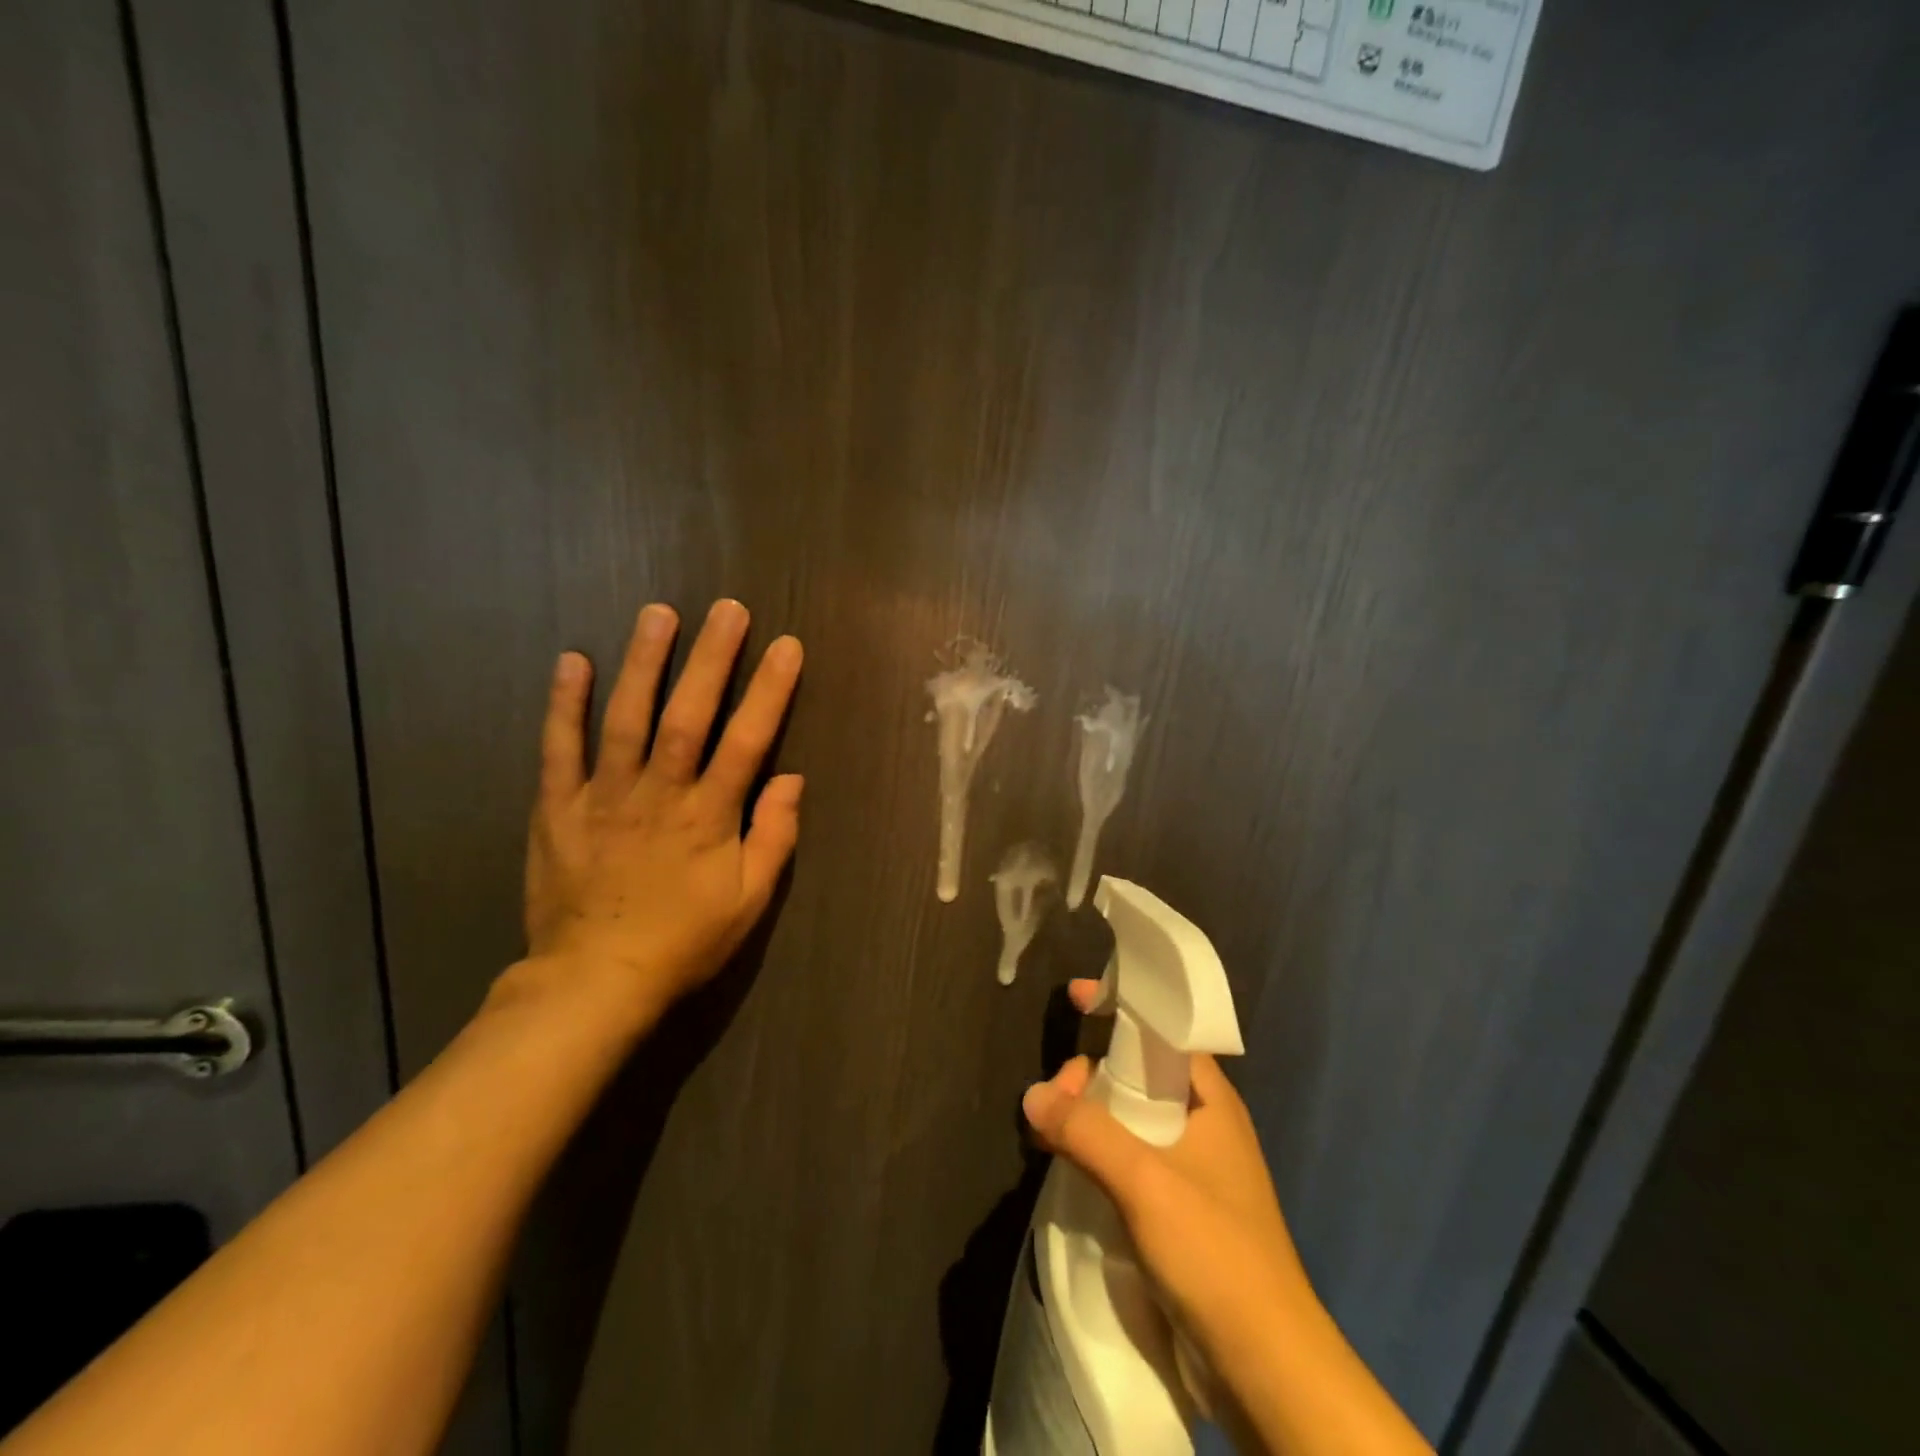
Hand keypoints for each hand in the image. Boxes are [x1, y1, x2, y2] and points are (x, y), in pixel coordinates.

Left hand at [519, 599, 803, 1026]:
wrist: (594, 981)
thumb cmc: (684, 942)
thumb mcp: (749, 902)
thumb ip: (774, 838)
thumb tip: (792, 779)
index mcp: (709, 817)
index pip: (747, 741)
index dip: (770, 691)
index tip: (787, 647)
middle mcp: (658, 794)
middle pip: (688, 715)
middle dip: (712, 659)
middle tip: (727, 608)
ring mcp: (603, 797)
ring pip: (625, 718)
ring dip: (644, 663)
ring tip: (659, 613)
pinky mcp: (558, 808)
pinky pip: (559, 749)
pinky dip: (565, 704)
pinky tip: (574, 661)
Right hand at [1022, 980, 1431, 1455]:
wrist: (1266, 1369)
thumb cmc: (1215, 1254)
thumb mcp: (1145, 1181)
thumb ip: (1086, 1131)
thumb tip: (1033, 1096)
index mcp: (1211, 1101)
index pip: (1162, 1032)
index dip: (1121, 1008)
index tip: (1075, 995)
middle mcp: (1203, 1125)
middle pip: (1138, 1073)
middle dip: (1092, 1072)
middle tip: (1056, 1095)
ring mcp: (1192, 1170)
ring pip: (1130, 1118)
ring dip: (1090, 1115)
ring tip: (1050, 1129)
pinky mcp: (1178, 1211)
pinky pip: (1129, 1159)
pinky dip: (1097, 1151)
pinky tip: (1068, 1163)